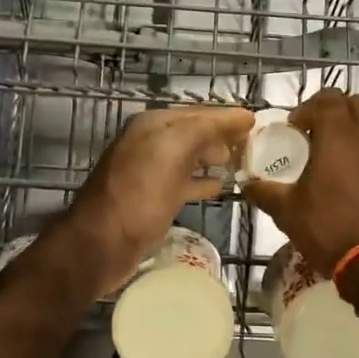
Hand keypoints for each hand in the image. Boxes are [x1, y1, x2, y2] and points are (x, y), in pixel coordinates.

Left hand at [56, 104, 254, 292]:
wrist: (101, 245)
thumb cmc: (139, 194)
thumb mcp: (173, 150)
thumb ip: (206, 128)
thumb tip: (242, 117)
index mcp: (153, 125)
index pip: (198, 113)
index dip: (227, 117)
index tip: (257, 123)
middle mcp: (150, 143)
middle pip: (195, 133)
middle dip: (223, 136)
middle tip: (255, 145)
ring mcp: (150, 172)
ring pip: (190, 157)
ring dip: (215, 158)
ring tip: (242, 163)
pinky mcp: (153, 199)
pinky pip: (184, 182)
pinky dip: (202, 181)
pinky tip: (220, 186)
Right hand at [242, 89, 358, 275]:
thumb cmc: (331, 229)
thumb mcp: (289, 213)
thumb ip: (266, 193)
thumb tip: (248, 185)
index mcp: (339, 135)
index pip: (327, 98)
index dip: (308, 108)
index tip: (294, 129)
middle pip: (357, 103)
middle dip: (335, 111)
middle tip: (316, 134)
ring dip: (354, 133)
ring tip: (335, 160)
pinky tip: (355, 184)